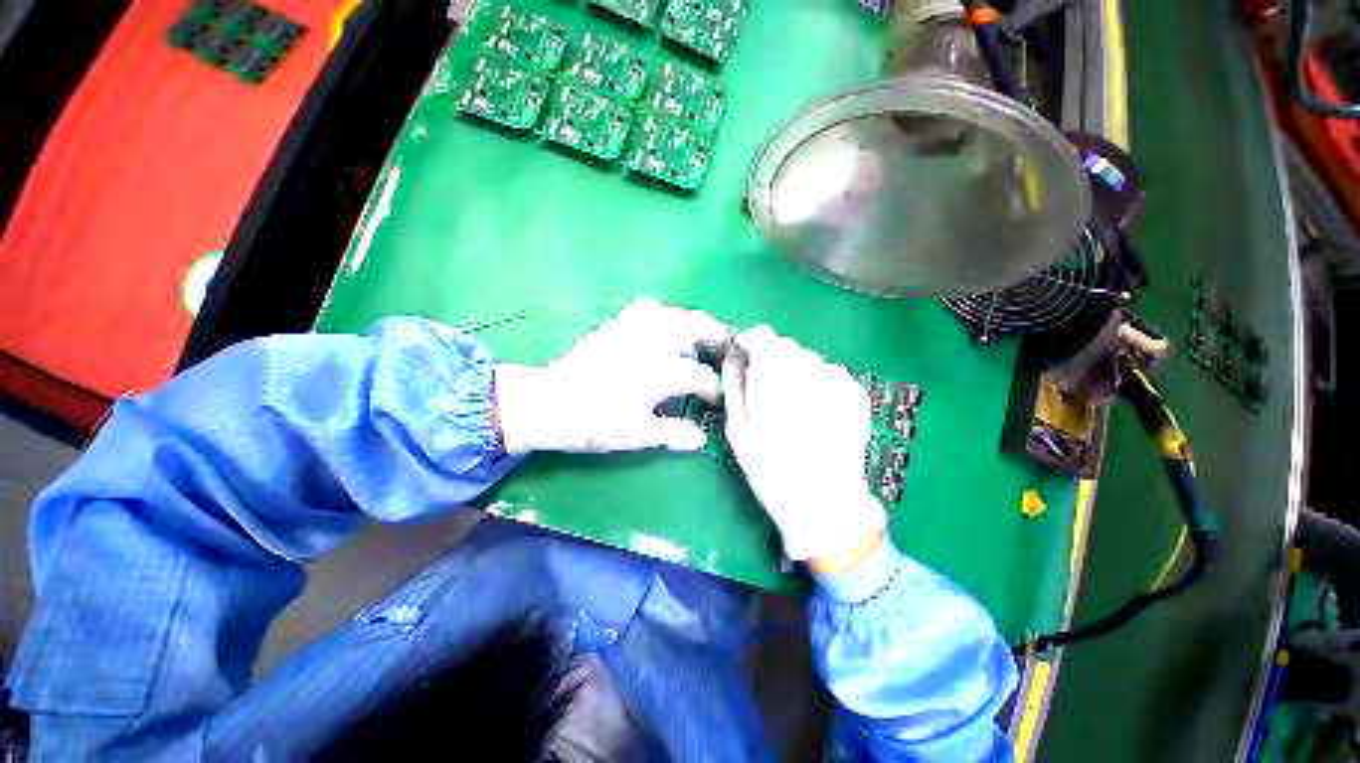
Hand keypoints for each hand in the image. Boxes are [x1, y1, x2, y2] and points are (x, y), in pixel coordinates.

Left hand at [494, 299, 729, 453]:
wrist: (549, 404)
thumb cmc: (595, 423)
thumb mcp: (636, 435)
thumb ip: (672, 433)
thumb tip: (700, 438)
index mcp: (661, 372)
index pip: (701, 376)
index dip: (714, 388)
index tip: (716, 398)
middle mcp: (652, 343)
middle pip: (696, 326)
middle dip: (716, 336)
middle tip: (724, 349)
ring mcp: (633, 329)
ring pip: (672, 312)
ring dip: (689, 323)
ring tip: (694, 340)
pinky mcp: (616, 325)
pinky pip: (647, 309)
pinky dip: (663, 316)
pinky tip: (661, 330)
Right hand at [722, 326, 886, 562]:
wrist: (824, 504)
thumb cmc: (770, 471)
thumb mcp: (738, 430)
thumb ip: (734, 386)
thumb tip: (732, 355)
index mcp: (773, 380)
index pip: (761, 337)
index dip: (749, 343)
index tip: (744, 358)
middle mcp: (807, 372)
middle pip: (786, 345)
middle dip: (772, 358)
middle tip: (766, 388)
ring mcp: (837, 382)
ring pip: (809, 357)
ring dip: (796, 370)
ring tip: (792, 402)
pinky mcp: (856, 394)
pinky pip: (831, 372)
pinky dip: (819, 381)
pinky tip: (816, 409)